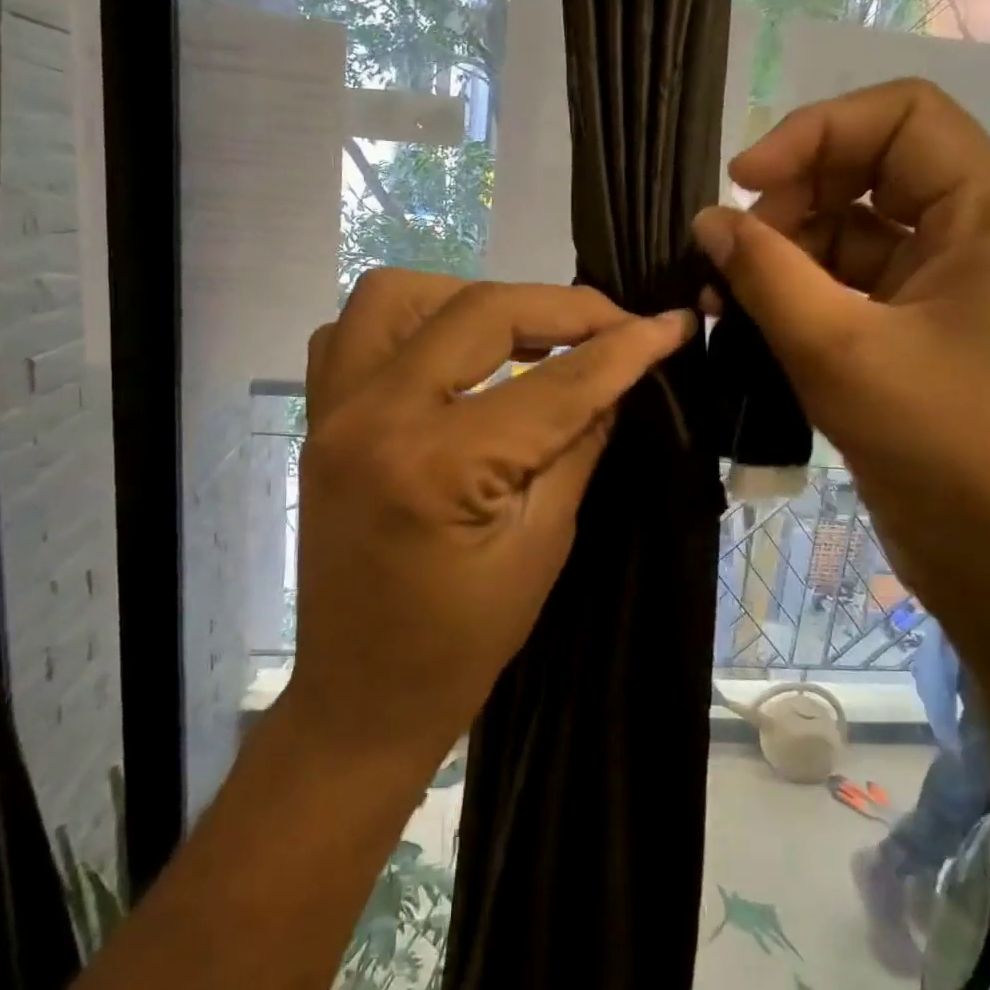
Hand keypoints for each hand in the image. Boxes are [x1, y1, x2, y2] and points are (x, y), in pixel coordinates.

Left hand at [288, 270, 694, 767]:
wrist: (362, 693)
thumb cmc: (460, 643)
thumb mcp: (541, 546)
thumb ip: (579, 445)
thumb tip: (616, 375)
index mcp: (435, 464)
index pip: (552, 383)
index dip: (622, 349)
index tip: (670, 326)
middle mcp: (372, 415)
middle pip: (478, 312)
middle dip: (559, 308)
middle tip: (612, 326)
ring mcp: (332, 410)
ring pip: (400, 295)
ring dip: (473, 300)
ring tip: (525, 333)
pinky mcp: (320, 418)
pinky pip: (354, 330)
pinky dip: (410, 321)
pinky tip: (451, 352)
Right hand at [693, 80, 989, 643]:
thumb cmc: (947, 447)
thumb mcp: (841, 351)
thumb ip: (766, 274)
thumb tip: (707, 219)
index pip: (900, 116)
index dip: (813, 132)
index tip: (740, 182)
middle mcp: (979, 237)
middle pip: (871, 175)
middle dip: (791, 204)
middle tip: (727, 256)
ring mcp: (951, 291)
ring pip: (854, 238)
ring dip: (786, 258)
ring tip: (726, 300)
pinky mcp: (924, 339)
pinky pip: (855, 292)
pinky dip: (803, 300)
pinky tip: (754, 327)